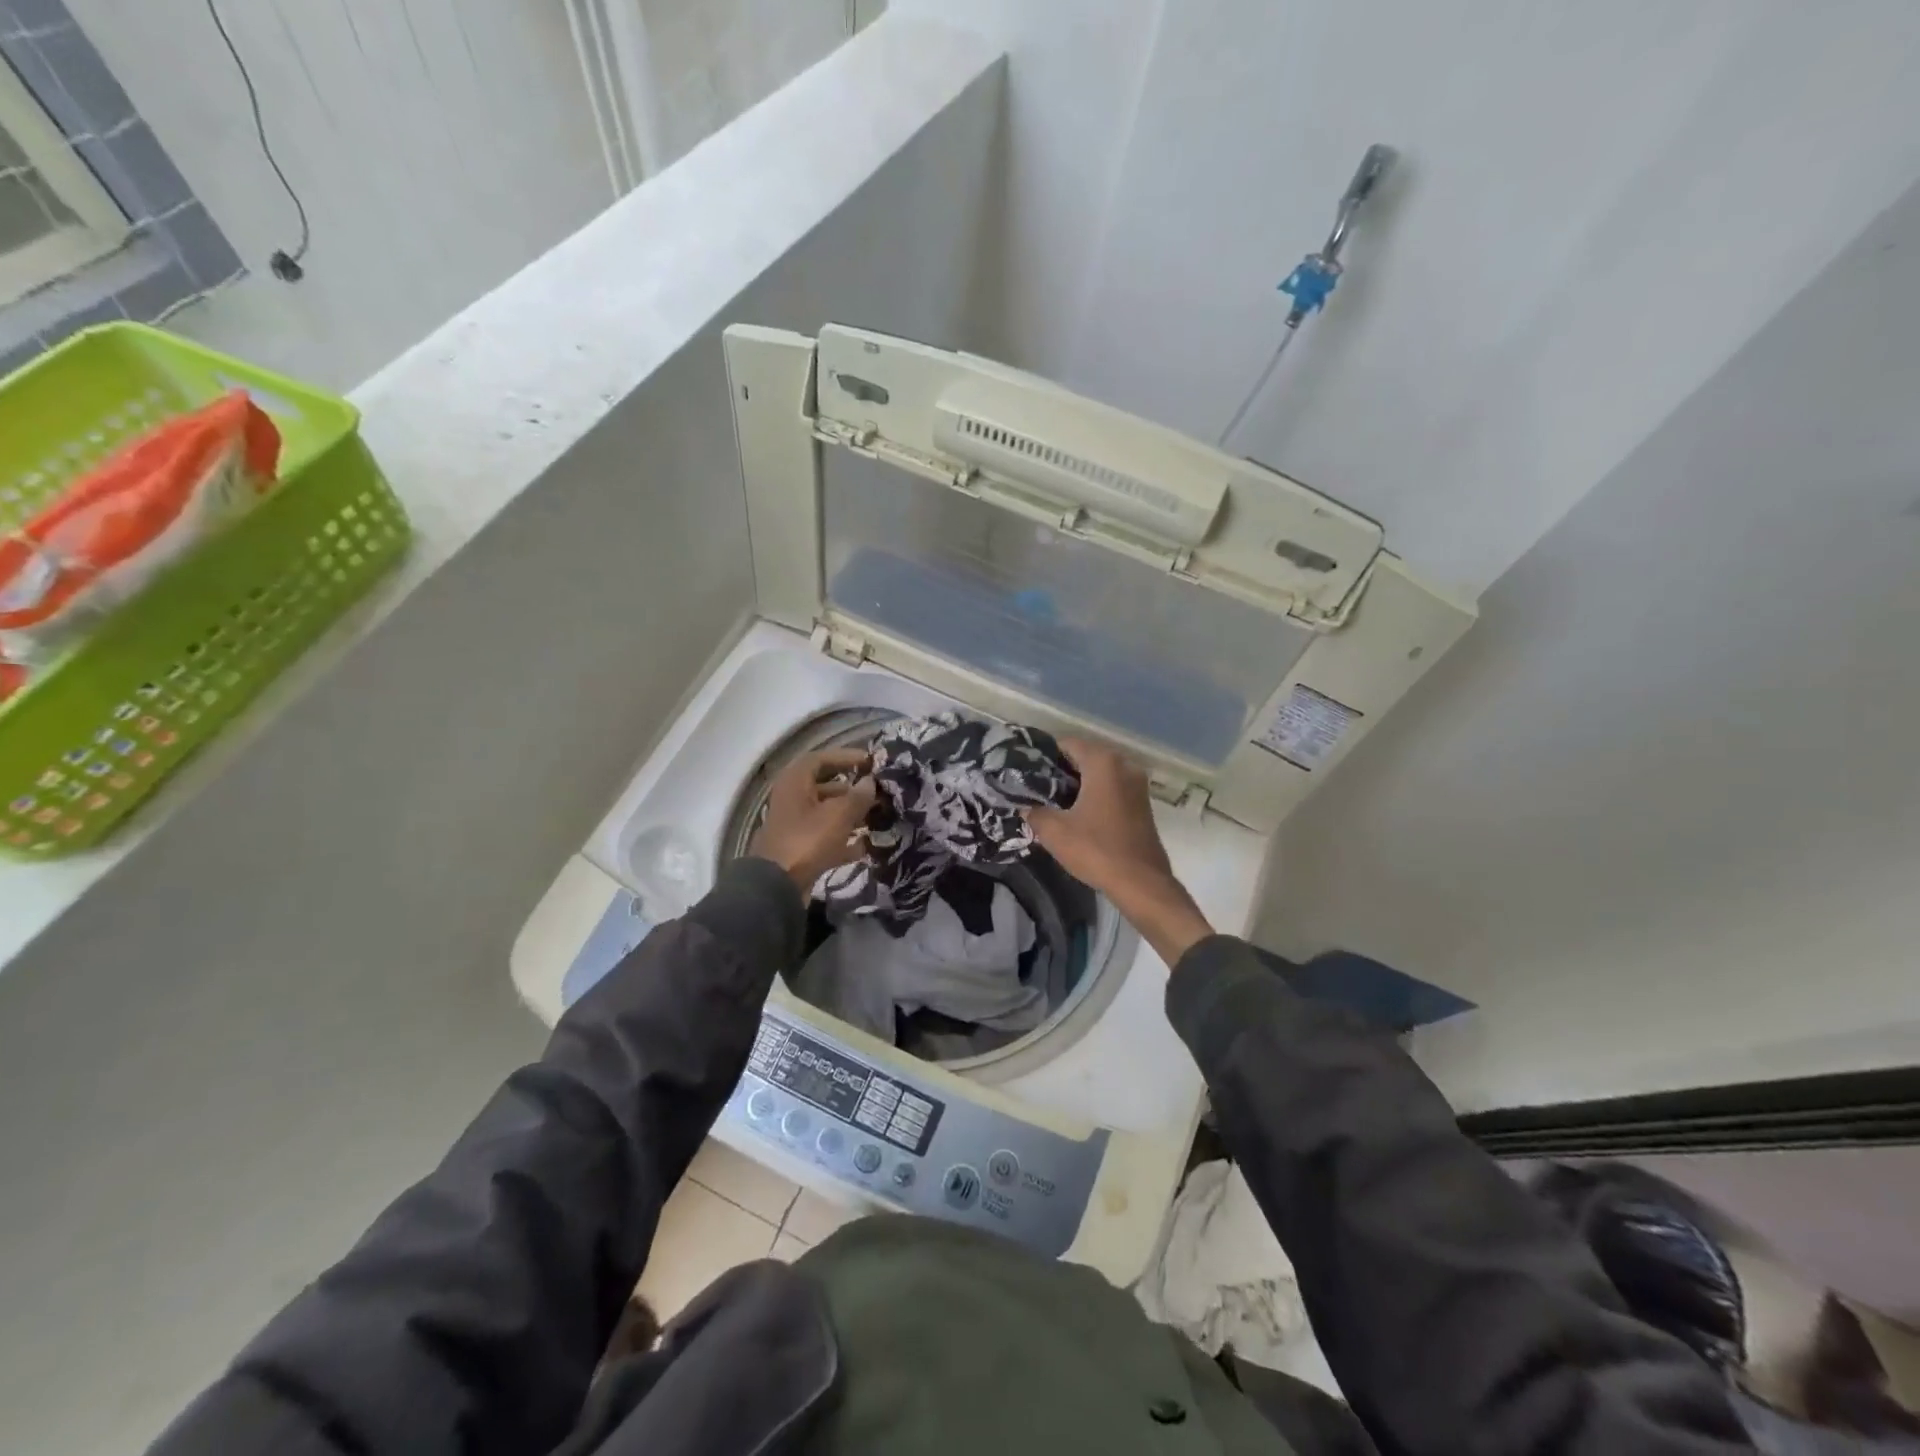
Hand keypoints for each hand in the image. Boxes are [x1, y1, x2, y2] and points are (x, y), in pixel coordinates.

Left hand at [751, 749, 876, 891]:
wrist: (777, 886)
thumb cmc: (807, 840)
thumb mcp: (838, 815)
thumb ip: (858, 796)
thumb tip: (870, 782)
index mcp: (795, 782)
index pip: (821, 759)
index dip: (846, 757)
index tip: (870, 762)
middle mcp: (792, 799)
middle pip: (825, 786)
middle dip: (852, 789)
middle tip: (878, 791)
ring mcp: (794, 825)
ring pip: (826, 812)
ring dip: (850, 814)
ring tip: (877, 816)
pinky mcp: (799, 848)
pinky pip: (825, 836)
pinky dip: (843, 839)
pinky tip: (866, 845)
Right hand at [1027, 737, 1212, 964]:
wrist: (1141, 883)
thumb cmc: (1096, 849)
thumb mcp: (1054, 831)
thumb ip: (1034, 811)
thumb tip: (1025, 806)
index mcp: (1103, 762)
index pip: (1067, 744)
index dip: (1043, 755)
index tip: (1025, 771)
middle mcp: (1124, 765)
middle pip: (1084, 756)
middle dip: (1060, 770)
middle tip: (1035, 787)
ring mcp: (1137, 784)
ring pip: (1099, 773)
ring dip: (1077, 783)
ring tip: (1052, 801)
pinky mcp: (1142, 803)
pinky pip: (1112, 788)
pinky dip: (1094, 794)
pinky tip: (1076, 813)